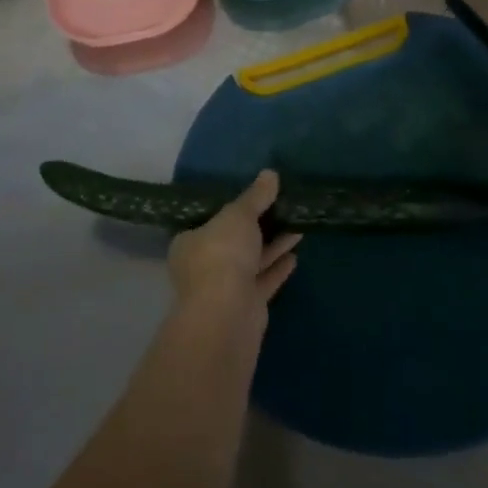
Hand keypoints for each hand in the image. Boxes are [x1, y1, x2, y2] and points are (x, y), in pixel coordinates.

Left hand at [167, 171, 302, 320]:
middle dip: (258, 226)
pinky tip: (295, 256)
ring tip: (297, 226)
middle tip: (282, 208)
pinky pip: (263, 281)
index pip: (210, 220)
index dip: (231, 209)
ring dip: (273, 245)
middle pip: (233, 241)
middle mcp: (203, 265)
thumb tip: (270, 174)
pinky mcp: (245, 306)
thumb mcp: (239, 215)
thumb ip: (255, 196)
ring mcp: (224, 288)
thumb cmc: (222, 254)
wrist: (227, 314)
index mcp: (190, 242)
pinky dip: (277, 268)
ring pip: (251, 261)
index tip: (254, 198)